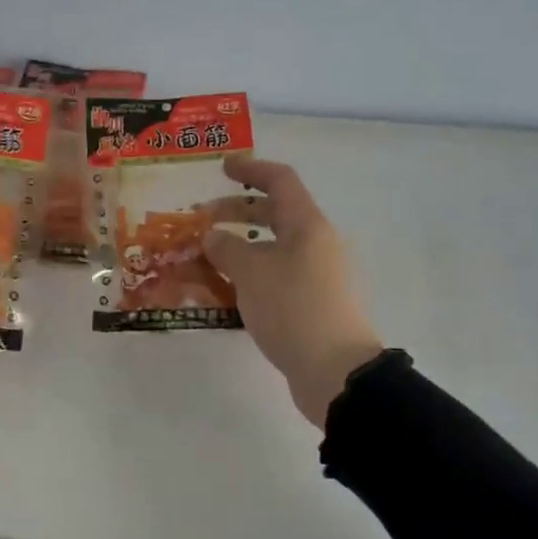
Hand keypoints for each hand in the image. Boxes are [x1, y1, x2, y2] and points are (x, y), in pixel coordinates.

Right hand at [201, 156, 384, 427]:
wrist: (335, 370)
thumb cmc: (293, 308)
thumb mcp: (251, 273)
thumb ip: (227, 249)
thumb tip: (213, 237)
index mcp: (307, 225)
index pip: (280, 181)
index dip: (251, 169)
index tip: (223, 167)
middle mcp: (315, 243)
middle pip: (275, 213)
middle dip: (237, 211)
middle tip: (202, 218)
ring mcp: (316, 274)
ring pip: (273, 248)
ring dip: (240, 246)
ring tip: (207, 258)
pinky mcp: (312, 303)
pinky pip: (276, 276)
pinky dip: (250, 274)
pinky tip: (227, 291)